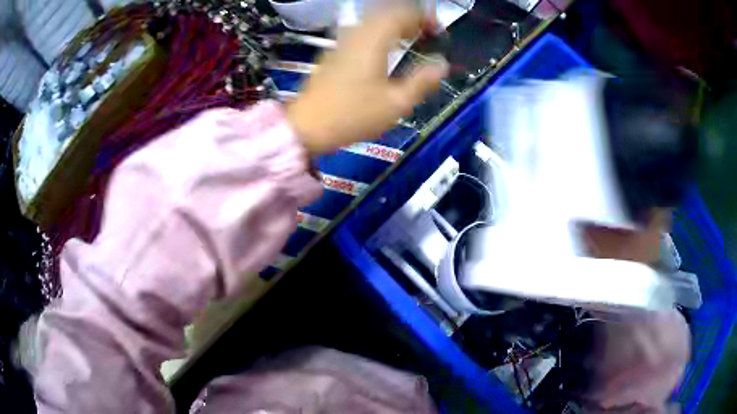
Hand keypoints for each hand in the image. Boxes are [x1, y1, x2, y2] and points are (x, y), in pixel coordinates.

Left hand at [287, 8, 448, 153]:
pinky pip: (362, 30)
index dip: (424, 17)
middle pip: (386, 12)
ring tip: (411, 38)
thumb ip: (422, 81)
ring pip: (372, 20)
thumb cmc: (352, 116)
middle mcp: (357, 34)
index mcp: (373, 41)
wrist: (307, 126)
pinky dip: (380, 31)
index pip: (402, 14)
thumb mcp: (395, 104)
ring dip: (395, 23)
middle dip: (411, 18)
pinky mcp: (334, 51)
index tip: (439, 30)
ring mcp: (342, 41)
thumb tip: (442, 65)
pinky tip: (386, 47)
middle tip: (428, 33)